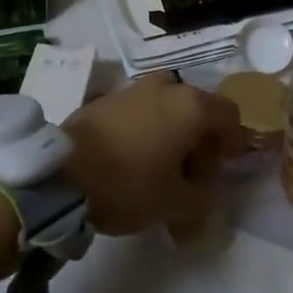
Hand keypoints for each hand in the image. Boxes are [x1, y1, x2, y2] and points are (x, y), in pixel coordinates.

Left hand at [63, 74, 246, 236]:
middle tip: (190, 175)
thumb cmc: (129, 183)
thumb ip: (201, 202)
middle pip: (197, 109)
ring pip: (166, 108)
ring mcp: (133, 90)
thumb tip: (203, 201)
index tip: (221, 169)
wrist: (61, 174)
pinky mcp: (105, 100)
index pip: (229, 114)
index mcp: (191, 106)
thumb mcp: (174, 204)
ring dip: (171, 133)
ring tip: (159, 168)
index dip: (232, 142)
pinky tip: (131, 161)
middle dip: (199, 140)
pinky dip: (145, 131)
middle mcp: (166, 88)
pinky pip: (139, 112)